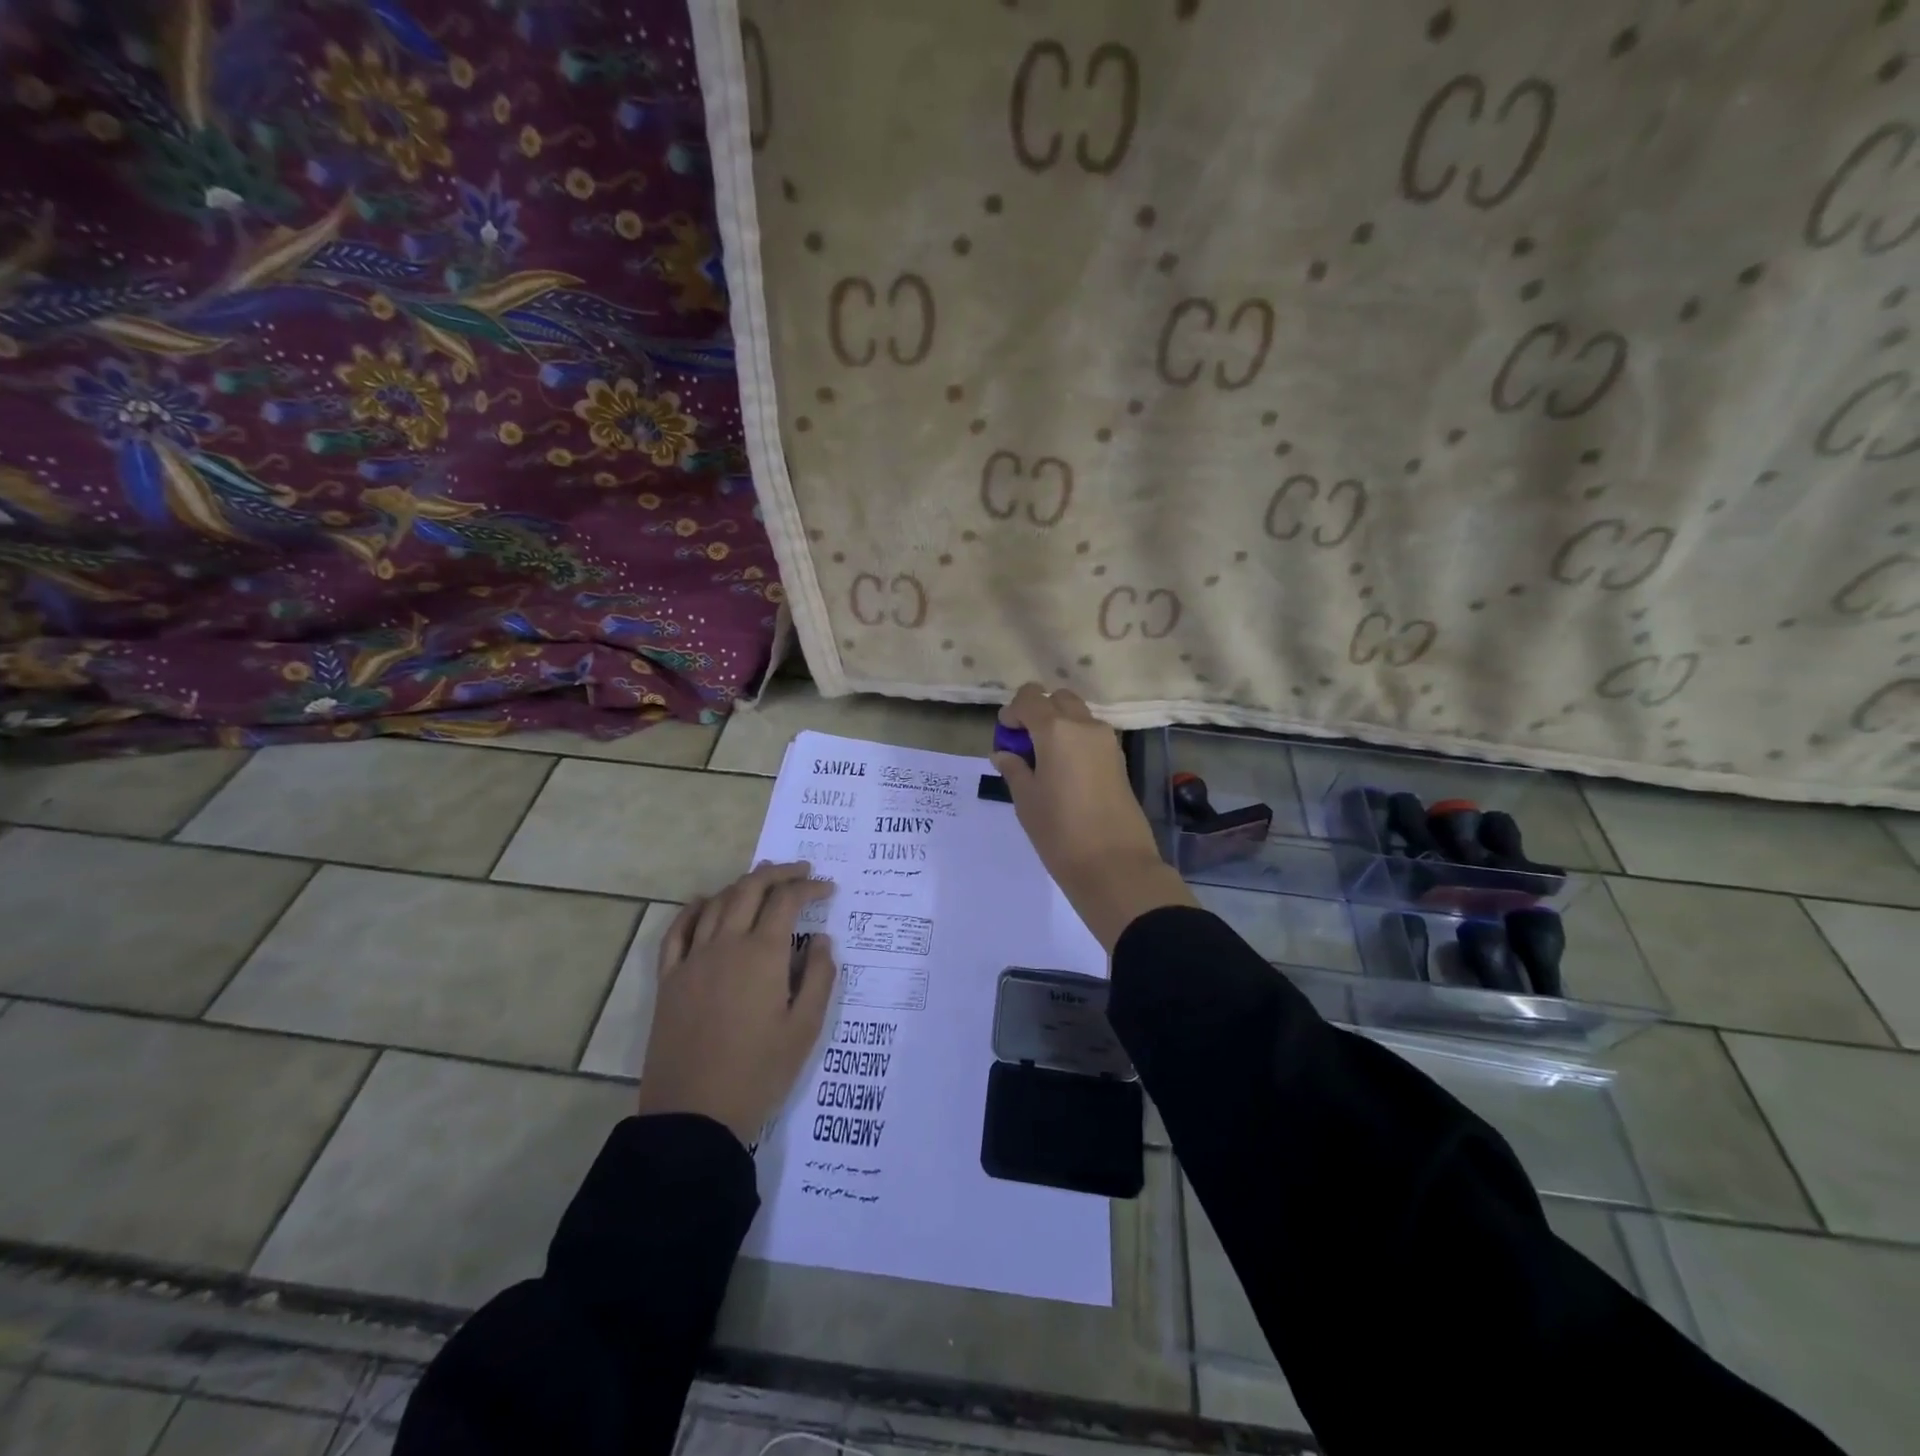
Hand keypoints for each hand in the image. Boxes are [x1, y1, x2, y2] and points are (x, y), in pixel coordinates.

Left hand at [636, 861, 836, 1143]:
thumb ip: (819, 977)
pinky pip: (678, 931)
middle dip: (778, 873)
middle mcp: (726, 944)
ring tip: (762, 878)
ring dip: (742, 884)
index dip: (810, 888)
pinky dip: (694, 909)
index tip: (829, 889)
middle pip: (750, 889)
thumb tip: (822, 940)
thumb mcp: (804, 1028)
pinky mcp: (669, 980)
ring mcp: (692, 960)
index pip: (787, 901)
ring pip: (717, 903)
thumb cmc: (759, 1073)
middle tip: (800, 871)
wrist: (694, 1116)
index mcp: (762, 954)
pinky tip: (704, 902)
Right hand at [991, 683, 1195, 952]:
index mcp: (1056, 730)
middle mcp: (1085, 726)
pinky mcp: (1119, 760)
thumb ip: (1014, 769)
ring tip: (1045, 761)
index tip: (1006, 737)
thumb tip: (1005, 753)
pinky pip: (1092, 735)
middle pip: (1058, 698)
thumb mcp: (1026, 801)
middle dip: (1038, 711)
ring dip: (1059, 725)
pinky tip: (1065, 773)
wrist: (1115, 865)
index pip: (1030, 698)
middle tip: (1025, 744)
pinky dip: (1075, 740)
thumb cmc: (1060, 832)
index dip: (1013, 712)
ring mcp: (1107, 741)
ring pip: (1078, 715)